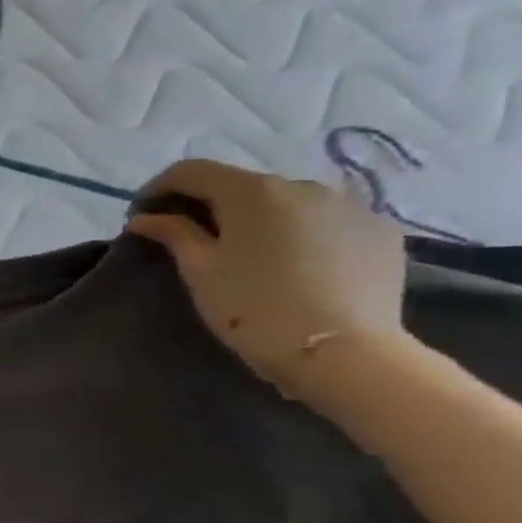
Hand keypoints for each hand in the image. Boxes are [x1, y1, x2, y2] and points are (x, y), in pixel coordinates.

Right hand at [127, 159, 409, 404]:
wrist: (340, 351)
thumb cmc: (252, 307)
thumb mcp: (199, 270)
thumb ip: (173, 234)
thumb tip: (145, 218)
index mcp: (253, 191)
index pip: (192, 171)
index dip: (158, 188)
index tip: (142, 216)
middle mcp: (304, 185)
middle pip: (241, 185)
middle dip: (209, 205)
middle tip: (188, 238)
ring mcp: (350, 206)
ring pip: (286, 203)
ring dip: (257, 218)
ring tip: (245, 253)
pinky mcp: (380, 231)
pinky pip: (325, 221)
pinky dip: (298, 233)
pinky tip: (291, 264)